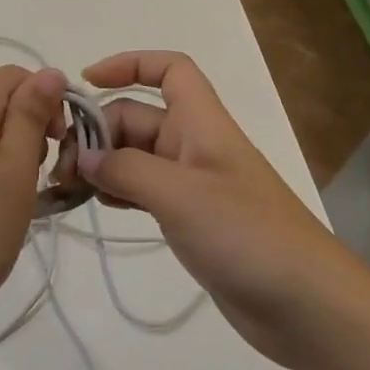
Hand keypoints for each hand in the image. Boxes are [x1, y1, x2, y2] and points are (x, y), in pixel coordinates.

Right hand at [78, 51, 363, 365]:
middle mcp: (195, 145)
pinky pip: (144, 190)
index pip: (169, 70)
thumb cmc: (247, 235)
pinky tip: (97, 206)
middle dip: (98, 132)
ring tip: (68, 188)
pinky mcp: (191, 219)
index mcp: (201, 124)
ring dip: (102, 163)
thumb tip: (82, 157)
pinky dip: (118, 191)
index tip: (86, 83)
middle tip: (62, 169)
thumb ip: (125, 169)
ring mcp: (193, 184)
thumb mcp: (179, 194)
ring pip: (136, 155)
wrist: (307, 305)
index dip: (128, 64)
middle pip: (137, 116)